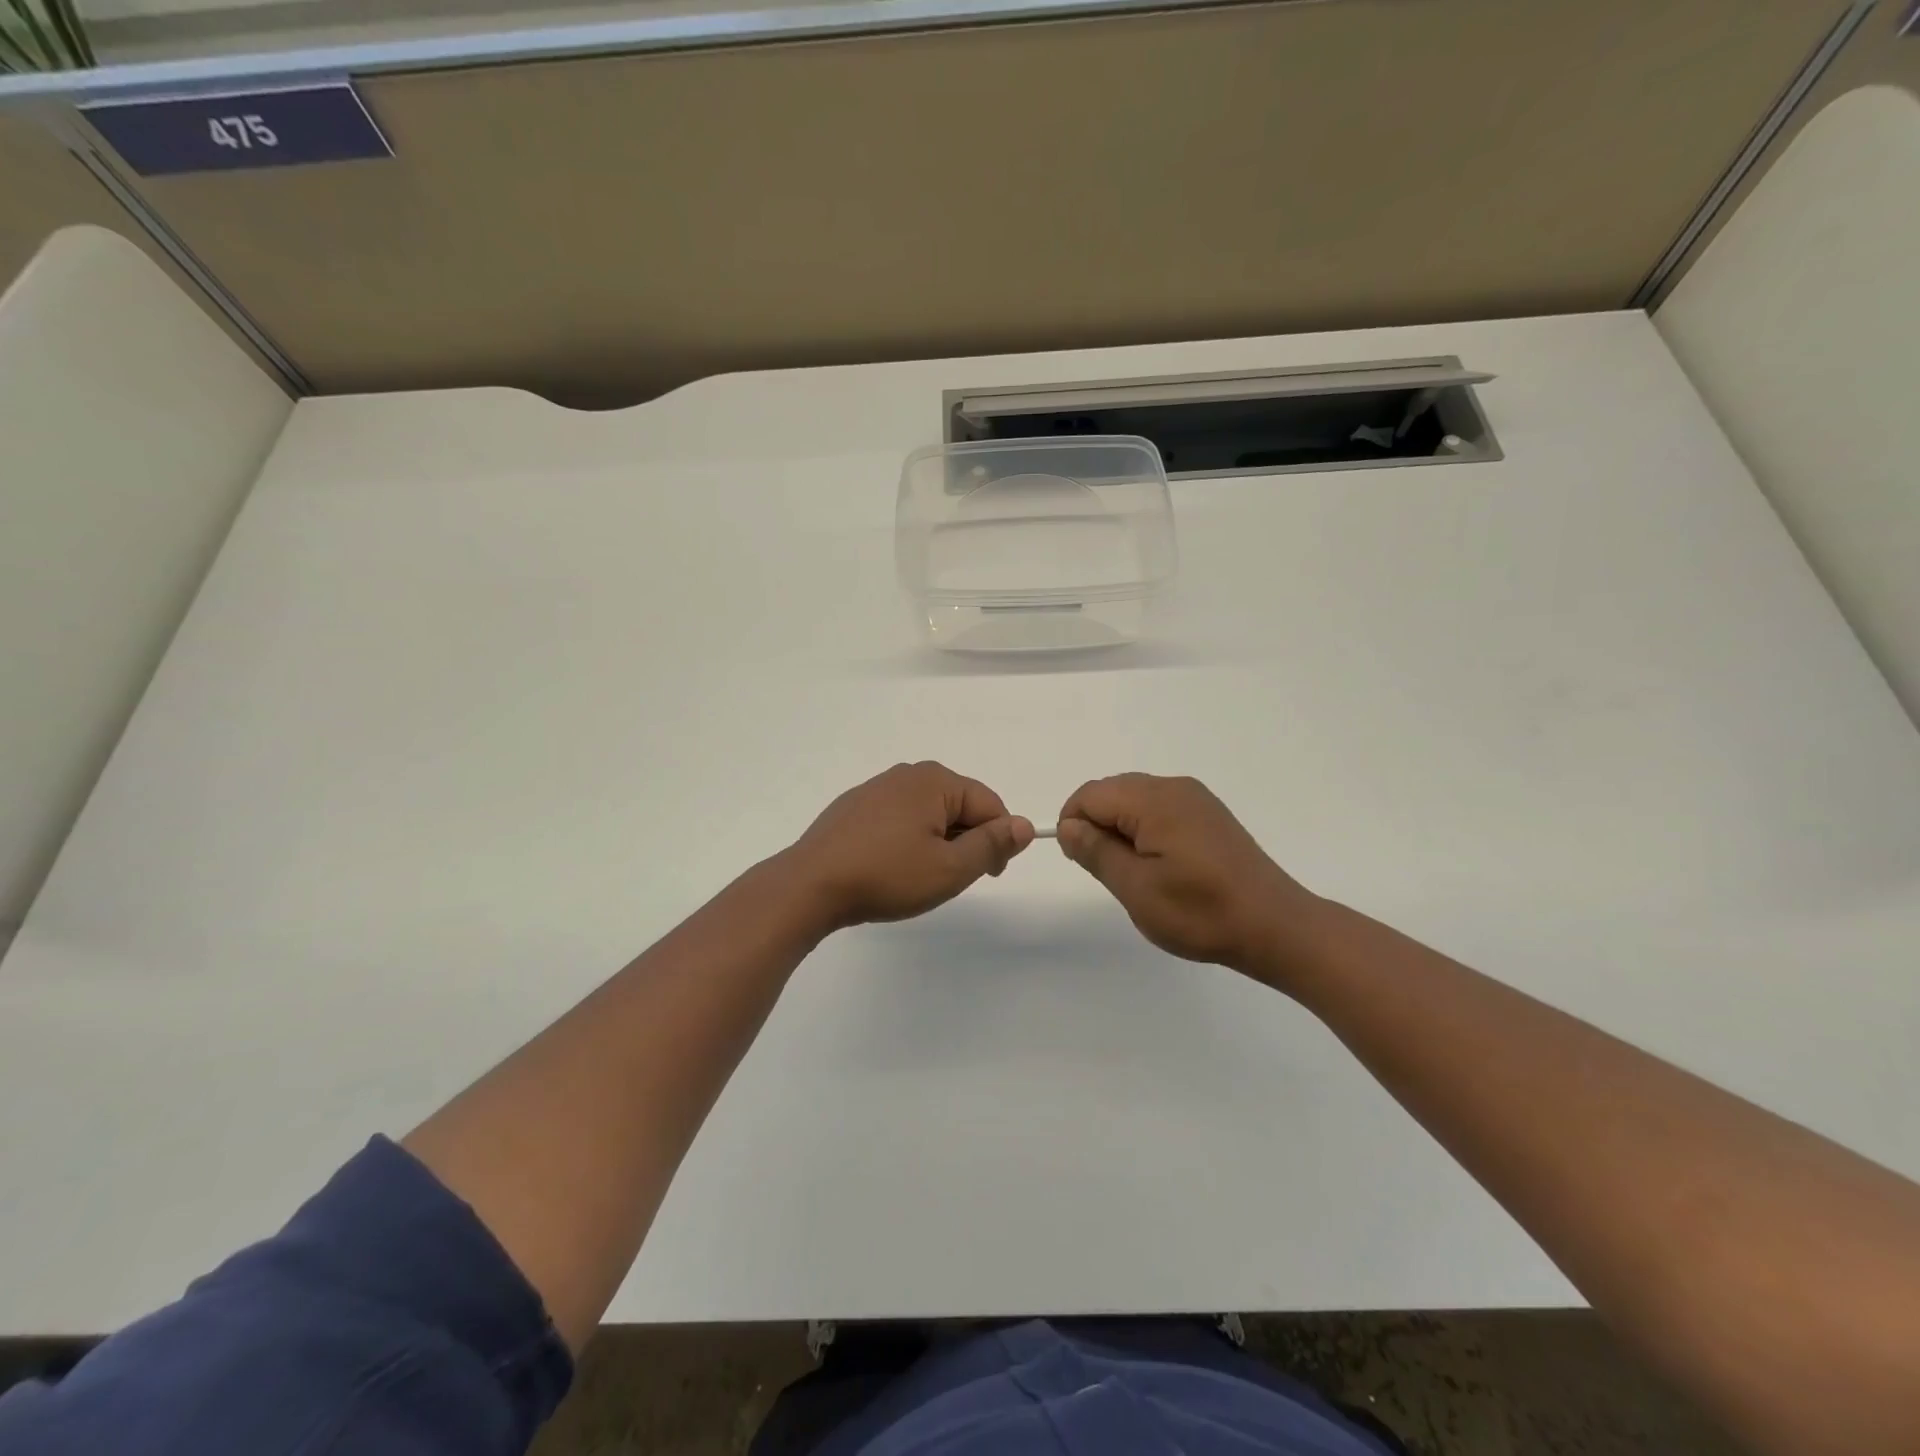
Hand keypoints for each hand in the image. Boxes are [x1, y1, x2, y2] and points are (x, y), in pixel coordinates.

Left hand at [784, 762, 1034, 931]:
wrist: (810, 885)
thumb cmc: (887, 876)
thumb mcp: (950, 868)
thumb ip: (992, 845)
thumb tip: (1024, 826)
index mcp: (935, 780)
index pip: (989, 804)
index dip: (999, 840)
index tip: (991, 874)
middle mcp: (906, 774)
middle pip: (958, 805)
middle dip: (965, 841)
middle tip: (950, 879)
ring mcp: (876, 788)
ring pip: (927, 814)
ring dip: (936, 843)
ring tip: (918, 877)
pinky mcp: (853, 807)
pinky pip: (898, 819)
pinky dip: (907, 840)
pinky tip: (890, 868)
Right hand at [1057, 773, 1319, 978]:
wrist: (1275, 927)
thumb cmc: (1200, 912)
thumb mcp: (1136, 888)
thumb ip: (1096, 851)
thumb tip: (1068, 826)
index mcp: (1154, 800)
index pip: (1091, 794)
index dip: (1073, 823)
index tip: (1081, 861)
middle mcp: (1174, 787)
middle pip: (1112, 791)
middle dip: (1097, 825)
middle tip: (1109, 872)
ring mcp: (1196, 799)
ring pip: (1135, 799)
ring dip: (1122, 829)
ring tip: (1136, 873)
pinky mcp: (1209, 815)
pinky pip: (1160, 808)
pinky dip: (1146, 830)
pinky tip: (1162, 866)